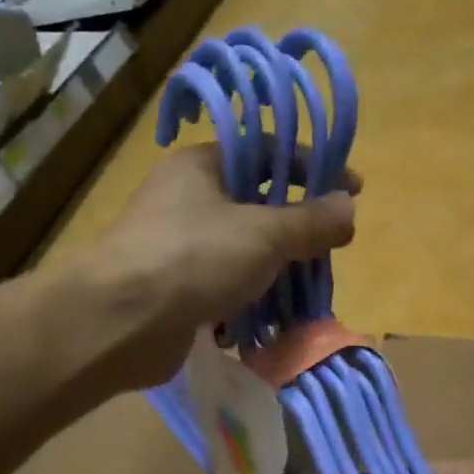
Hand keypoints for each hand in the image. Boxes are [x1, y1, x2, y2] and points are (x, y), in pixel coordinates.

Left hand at [82, 145, 357, 389]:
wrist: (121, 322)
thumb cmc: (193, 258)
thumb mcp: (263, 234)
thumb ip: (310, 222)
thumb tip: (349, 208)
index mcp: (201, 166)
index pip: (267, 151)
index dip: (312, 167)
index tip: (352, 190)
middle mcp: (185, 201)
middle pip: (254, 206)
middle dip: (295, 230)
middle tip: (329, 250)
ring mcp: (175, 249)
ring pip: (239, 254)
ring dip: (272, 274)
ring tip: (305, 292)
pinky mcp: (172, 293)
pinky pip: (220, 292)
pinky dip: (244, 305)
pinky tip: (265, 322)